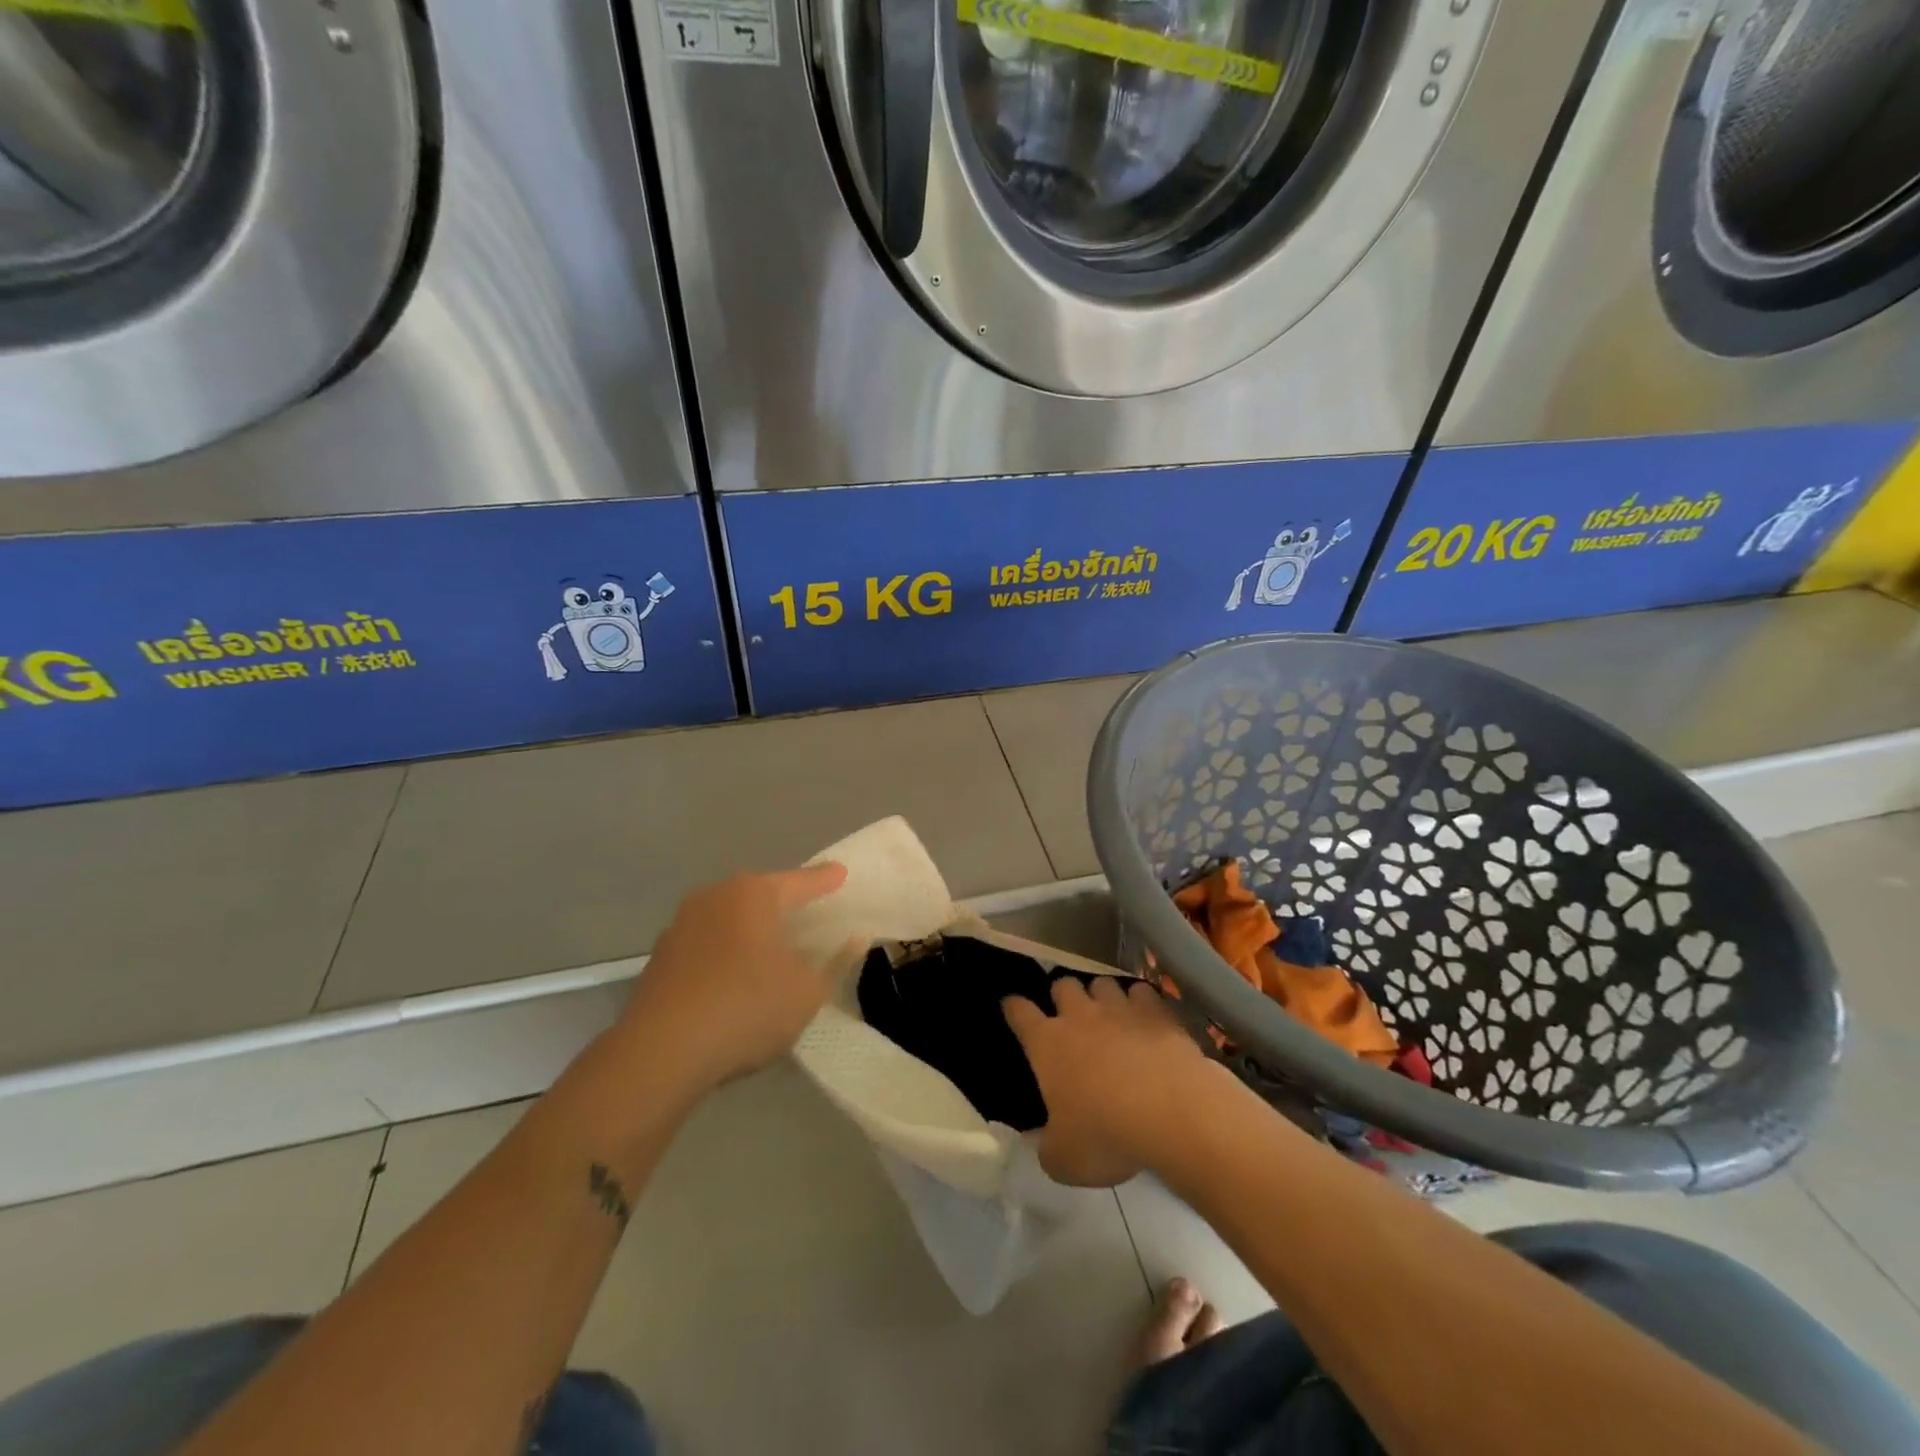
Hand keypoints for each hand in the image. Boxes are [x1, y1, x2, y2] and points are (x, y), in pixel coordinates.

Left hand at [617, 863, 848, 1092]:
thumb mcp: (807, 991)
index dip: (825, 881)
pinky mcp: (661, 958)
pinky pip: (707, 945)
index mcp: (754, 893)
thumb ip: (835, 962)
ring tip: (772, 950)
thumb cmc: (747, 1007)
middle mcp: (715, 896)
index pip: (801, 882)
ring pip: (730, 919)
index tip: (841, 874)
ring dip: (751, 931)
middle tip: (809, 914)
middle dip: (784, 904)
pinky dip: (726, 953)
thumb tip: (853, 940)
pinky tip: (735, 980)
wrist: (661, 1053)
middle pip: (761, 895)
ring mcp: (681, 925)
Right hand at [1002, 977, 1212, 1187]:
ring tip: (1109, 1015)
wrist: (1172, 1115)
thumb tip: (1042, 1140)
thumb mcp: (1064, 1160)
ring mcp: (1118, 1009)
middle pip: (1062, 985)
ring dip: (1101, 996)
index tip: (1012, 1007)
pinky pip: (1141, 991)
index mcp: (1047, 1044)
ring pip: (1101, 982)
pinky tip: (1145, 1019)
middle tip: (1069, 1018)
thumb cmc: (1107, 1136)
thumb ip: (1046, 1146)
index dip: (1013, 1007)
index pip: (1019, 1012)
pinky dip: (1139, 1002)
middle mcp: (1079, 1016)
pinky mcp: (1155, 1011)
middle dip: (1062, 996)